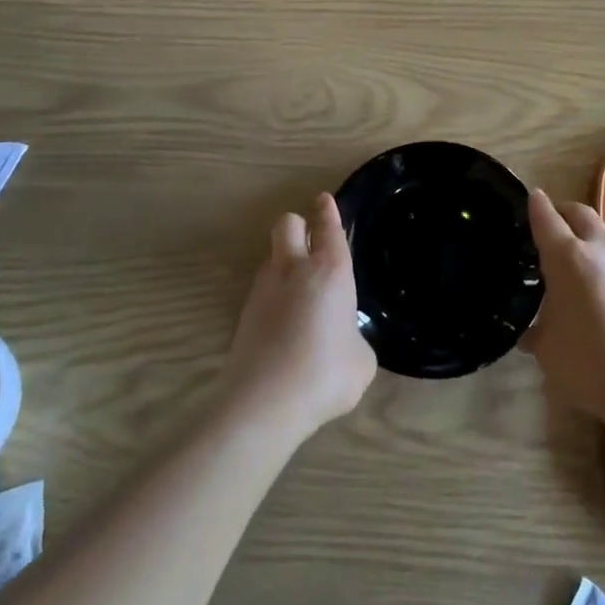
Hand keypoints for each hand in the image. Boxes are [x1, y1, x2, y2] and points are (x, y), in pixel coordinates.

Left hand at [222, 193, 376, 436]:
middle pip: (288, 224)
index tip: (324, 200)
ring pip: (272, 256)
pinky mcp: (243, 314)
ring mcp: (263, 289)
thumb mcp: (361, 360)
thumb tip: (344, 340)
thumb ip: (355, 338)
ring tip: (299, 292)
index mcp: (330, 270)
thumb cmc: (325, 373)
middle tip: (310, 240)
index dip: (328, 211)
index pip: (328, 226)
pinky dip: (274, 296)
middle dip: (299, 225)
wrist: (264, 403)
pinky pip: (262, 290)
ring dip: (284, 262)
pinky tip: (284, 324)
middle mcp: (294, 268)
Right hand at [523, 191, 604, 423]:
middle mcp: (598, 248)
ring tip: (579, 245)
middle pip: (579, 212)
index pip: (546, 218)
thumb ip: (537, 334)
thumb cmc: (589, 363)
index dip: (536, 206)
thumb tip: (531, 334)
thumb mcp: (548, 351)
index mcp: (566, 257)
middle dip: (563, 212)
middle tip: (551, 224)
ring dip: (589, 227)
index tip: (531, 198)